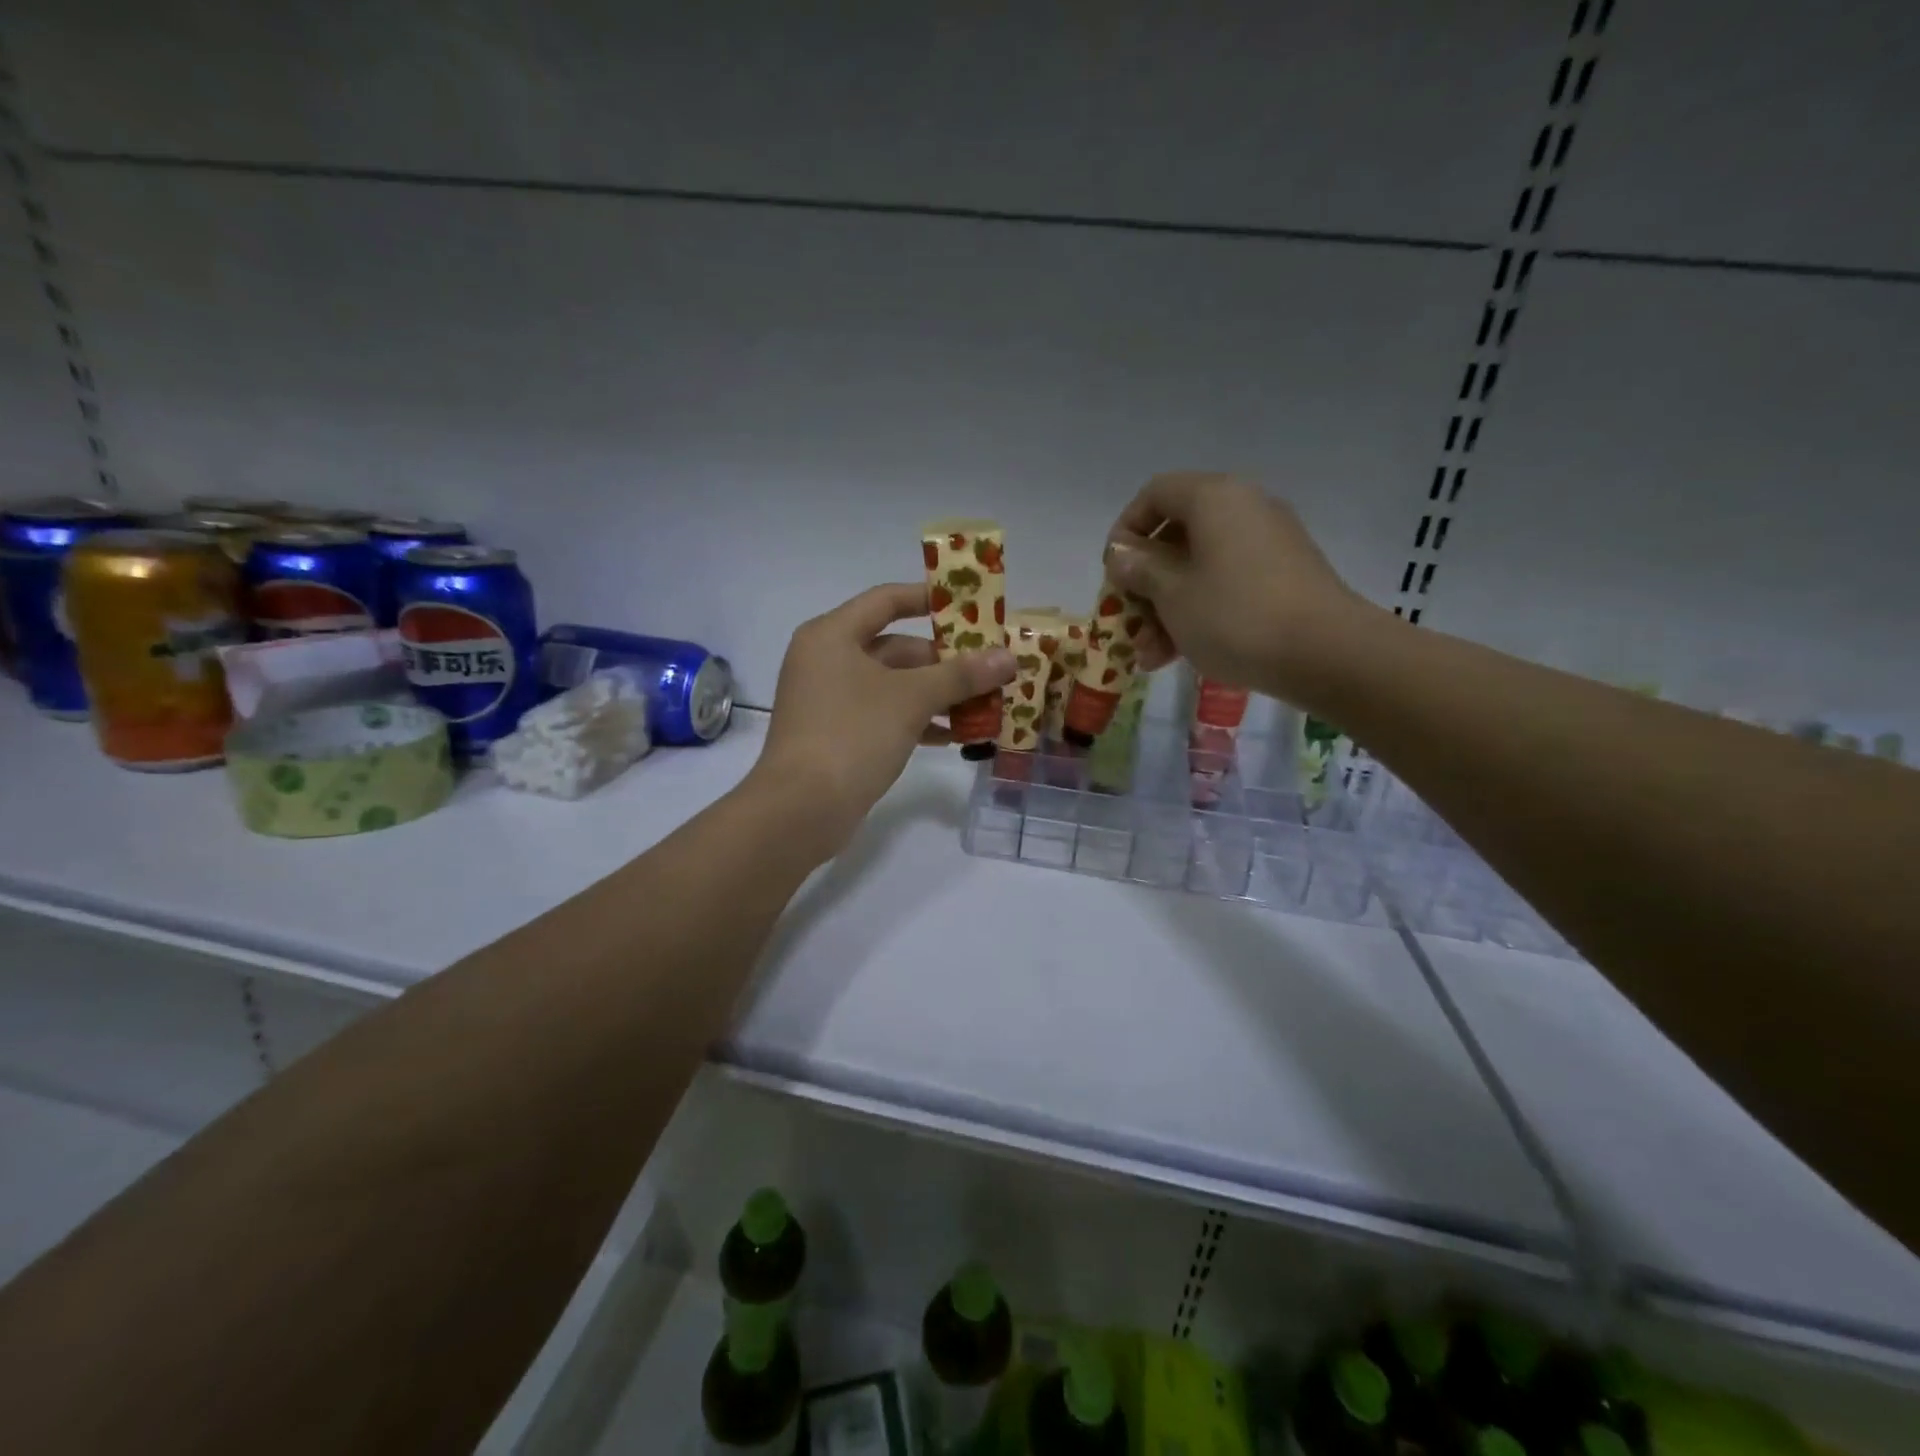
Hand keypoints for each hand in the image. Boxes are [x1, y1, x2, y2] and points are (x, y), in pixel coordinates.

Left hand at [749, 583, 1015, 856]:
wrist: (801, 809)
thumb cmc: (852, 735)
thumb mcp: (911, 699)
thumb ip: (961, 675)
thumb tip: (1009, 657)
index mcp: (832, 635)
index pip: (886, 600)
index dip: (929, 599)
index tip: (971, 606)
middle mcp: (827, 660)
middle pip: (894, 646)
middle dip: (944, 661)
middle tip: (989, 667)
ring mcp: (829, 700)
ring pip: (892, 685)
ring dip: (936, 694)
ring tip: (983, 705)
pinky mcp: (836, 734)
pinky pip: (883, 714)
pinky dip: (916, 720)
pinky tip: (954, 736)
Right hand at [1104, 472, 1377, 703]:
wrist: (1326, 654)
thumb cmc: (1234, 616)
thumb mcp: (1172, 594)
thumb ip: (1140, 568)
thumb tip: (1122, 553)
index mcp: (1214, 498)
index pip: (1155, 494)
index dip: (1126, 530)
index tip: (1114, 572)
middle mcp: (1244, 509)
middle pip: (1177, 535)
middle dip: (1145, 583)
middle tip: (1129, 621)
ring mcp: (1268, 544)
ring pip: (1200, 568)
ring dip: (1167, 609)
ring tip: (1151, 655)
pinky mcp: (1284, 577)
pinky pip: (1227, 585)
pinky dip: (1200, 612)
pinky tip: (1181, 655)